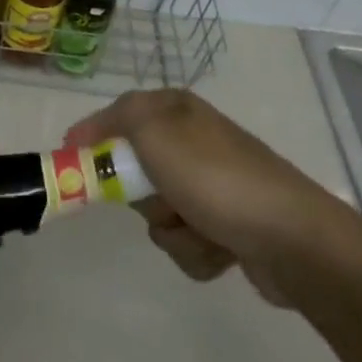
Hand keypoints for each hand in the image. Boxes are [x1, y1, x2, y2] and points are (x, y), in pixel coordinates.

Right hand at [67, 90, 361, 310]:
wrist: (291, 237)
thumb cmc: (214, 178)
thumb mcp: (155, 131)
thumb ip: (118, 119)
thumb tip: (88, 130)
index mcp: (176, 110)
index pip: (119, 114)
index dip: (93, 135)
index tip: (70, 160)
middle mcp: (193, 141)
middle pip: (137, 168)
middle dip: (142, 195)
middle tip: (158, 201)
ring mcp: (214, 185)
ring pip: (160, 212)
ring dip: (173, 230)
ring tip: (199, 231)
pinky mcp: (228, 225)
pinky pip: (189, 241)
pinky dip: (197, 251)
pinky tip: (220, 251)